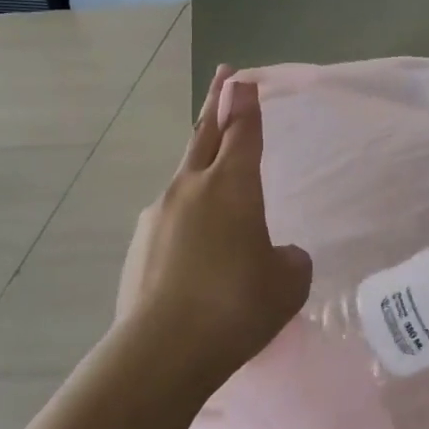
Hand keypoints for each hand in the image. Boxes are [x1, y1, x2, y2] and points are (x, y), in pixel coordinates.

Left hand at [115, 65, 312, 391]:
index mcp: (231, 186)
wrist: (163, 350)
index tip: (243, 78)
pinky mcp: (138, 246)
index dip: (246, 103)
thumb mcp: (288, 282)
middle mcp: (190, 188)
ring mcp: (157, 215)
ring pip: (185, 179)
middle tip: (224, 79)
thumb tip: (277, 254)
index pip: (242, 131)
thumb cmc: (237, 306)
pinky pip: (171, 220)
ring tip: (217, 188)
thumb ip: (289, 259)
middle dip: (217, 104)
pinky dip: (187, 221)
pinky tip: (197, 254)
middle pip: (204, 135)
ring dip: (201, 169)